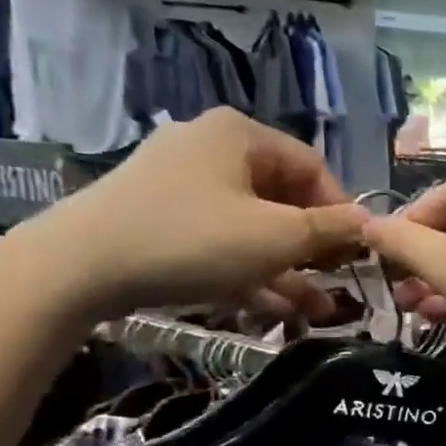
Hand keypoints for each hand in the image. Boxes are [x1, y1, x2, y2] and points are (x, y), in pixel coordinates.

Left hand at [11, 110, 366, 319]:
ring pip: (252, 224)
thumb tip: (370, 222)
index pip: (314, 168)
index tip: (357, 254)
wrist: (76, 268)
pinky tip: (276, 306)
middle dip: (315, 247)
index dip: (342, 212)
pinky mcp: (159, 216)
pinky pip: (220, 237)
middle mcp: (211, 148)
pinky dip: (249, 267)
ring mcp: (180, 182)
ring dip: (288, 266)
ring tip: (315, 309)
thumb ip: (330, 229)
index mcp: (241, 135)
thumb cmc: (192, 240)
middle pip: (283, 196)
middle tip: (336, 282)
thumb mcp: (276, 237)